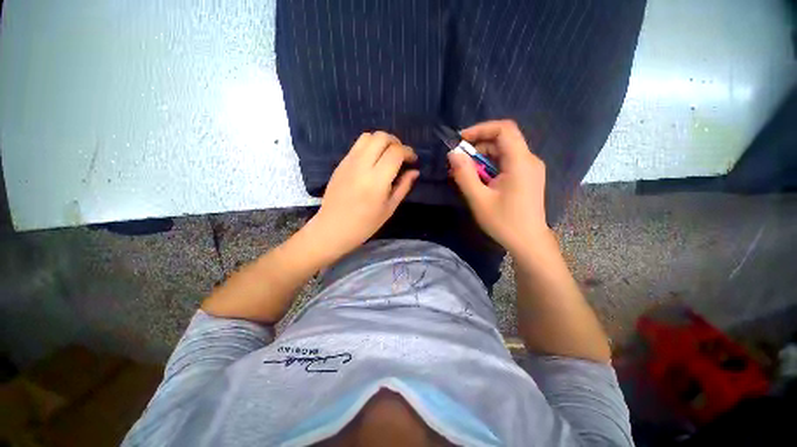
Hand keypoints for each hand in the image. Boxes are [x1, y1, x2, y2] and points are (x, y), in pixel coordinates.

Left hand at [306, 131, 418, 262]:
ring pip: (368, 136)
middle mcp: (362, 166)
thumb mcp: (389, 208)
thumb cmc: (365, 224)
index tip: (413, 160)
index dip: (408, 152)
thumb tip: (414, 171)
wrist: (333, 228)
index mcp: (376, 181)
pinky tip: (373, 160)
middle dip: (396, 142)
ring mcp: (348, 162)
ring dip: (382, 141)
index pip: (395, 152)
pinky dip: (370, 146)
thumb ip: (403, 187)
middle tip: (401, 155)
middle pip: (381, 137)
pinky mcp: (341, 163)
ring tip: (388, 155)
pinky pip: (357, 145)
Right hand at [448, 120, 547, 251]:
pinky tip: (479, 179)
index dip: (481, 129)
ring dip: (482, 157)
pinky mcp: (528, 176)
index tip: (461, 140)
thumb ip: (464, 175)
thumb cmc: (504, 222)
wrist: (528, 242)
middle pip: (503, 140)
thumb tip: (452, 153)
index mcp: (520, 162)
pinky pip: (507, 162)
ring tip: (465, 173)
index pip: (504, 129)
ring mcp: (530, 168)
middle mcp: (529, 160)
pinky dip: (491, 166)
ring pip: (504, 151)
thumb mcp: (479, 200)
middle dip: (478, 146)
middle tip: (458, 162)